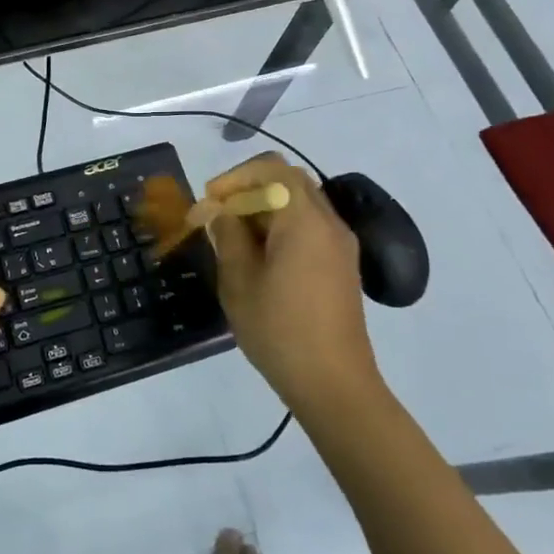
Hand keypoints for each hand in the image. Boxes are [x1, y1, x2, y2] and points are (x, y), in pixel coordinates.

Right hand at [204, 153, 378, 414]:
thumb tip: (218, 211)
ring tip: (234, 241)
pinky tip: (259, 260)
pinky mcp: (342, 266)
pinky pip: (309, 228)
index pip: (271, 168)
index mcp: (304, 220)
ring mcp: (340, 245)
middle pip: (287, 182)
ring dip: (264, 211)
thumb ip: (227, 237)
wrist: (335, 385)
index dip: (235, 177)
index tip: (210, 203)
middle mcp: (329, 223)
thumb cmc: (280, 330)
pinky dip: (281, 229)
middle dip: (248, 191)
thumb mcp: (240, 282)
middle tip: (219, 217)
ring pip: (298, 204)